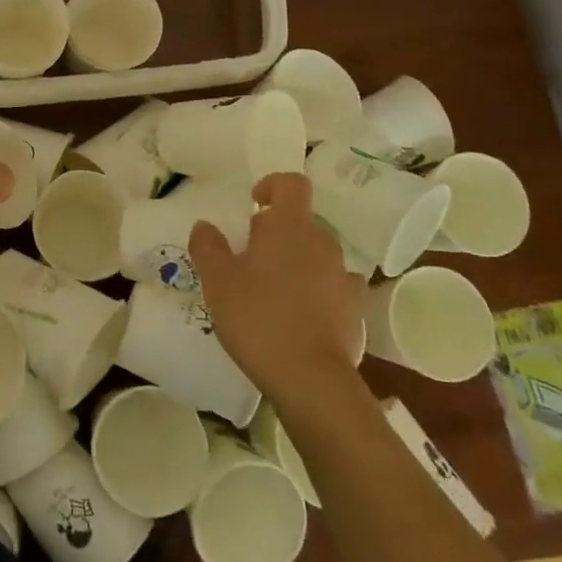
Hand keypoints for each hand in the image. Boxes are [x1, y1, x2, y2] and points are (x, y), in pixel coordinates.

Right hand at [190, 172, 366, 399]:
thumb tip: (205, 225)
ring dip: (297, 263)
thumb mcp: (217, 280)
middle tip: (250, 258)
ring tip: (272, 292)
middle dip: (278, 233)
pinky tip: (300, 316)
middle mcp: (323, 242)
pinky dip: (317, 292)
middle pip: (302, 222)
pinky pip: (334, 287)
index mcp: (290, 226)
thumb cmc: (258, 317)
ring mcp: (344, 276)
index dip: (273, 185)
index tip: (254, 204)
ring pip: (317, 255)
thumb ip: (207, 246)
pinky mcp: (355, 310)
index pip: (292, 183)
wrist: (310, 378)